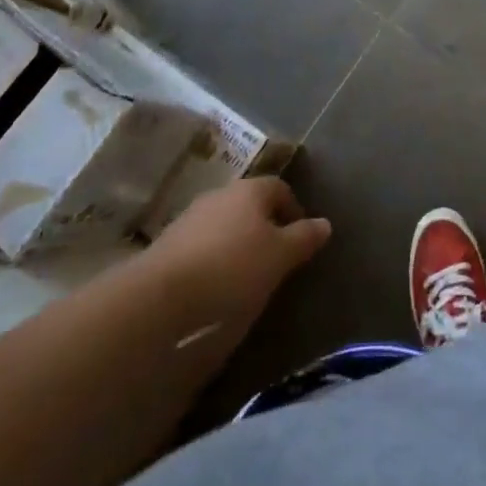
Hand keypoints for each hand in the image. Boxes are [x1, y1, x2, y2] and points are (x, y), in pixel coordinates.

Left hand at [146, 177, 331, 330]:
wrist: (160, 297)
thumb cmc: (233, 268)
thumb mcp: (280, 257)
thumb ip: (304, 237)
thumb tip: (324, 223)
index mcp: (250, 190)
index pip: (280, 188)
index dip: (294, 211)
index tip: (301, 240)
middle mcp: (220, 195)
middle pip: (250, 205)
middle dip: (265, 227)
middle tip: (275, 258)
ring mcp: (190, 218)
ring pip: (224, 224)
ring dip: (237, 243)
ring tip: (245, 277)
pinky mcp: (167, 245)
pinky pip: (201, 246)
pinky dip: (213, 259)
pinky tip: (215, 286)